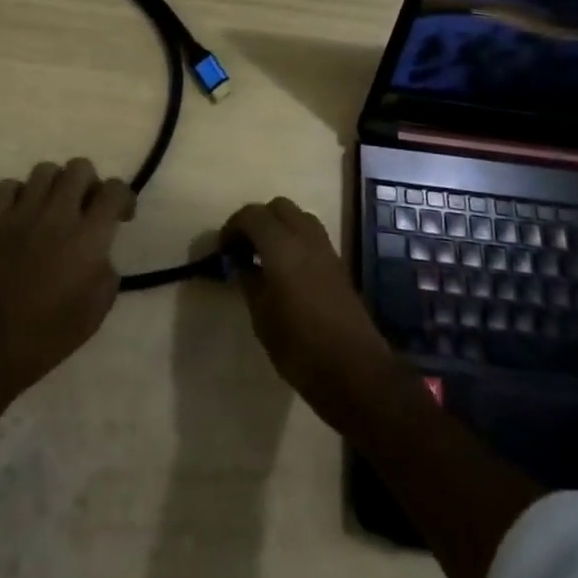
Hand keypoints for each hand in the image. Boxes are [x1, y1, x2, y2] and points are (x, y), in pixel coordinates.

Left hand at [0, 158, 135, 419]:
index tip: (122, 215)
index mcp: (88, 237)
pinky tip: (21, 214)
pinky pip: (8, 186)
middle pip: (79, 167)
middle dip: (89, 183)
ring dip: (55, 185)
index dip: (124, 196)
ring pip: (45, 170)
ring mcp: (21, 213)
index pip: (114, 190)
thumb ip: (106, 273)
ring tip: (53, 207)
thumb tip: (101, 254)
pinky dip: (18, 194)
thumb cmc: (45, 338)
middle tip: (86, 207)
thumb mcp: (95, 313)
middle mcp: (57, 214)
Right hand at [223, 197, 397, 426]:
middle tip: (243, 248)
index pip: (253, 215)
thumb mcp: (262, 317)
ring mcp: (326, 249)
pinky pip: (312, 236)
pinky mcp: (338, 265)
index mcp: (282, 247)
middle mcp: (306, 238)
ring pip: (299, 217)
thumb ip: (249, 281)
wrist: (354, 370)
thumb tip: (240, 263)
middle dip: (258, 220)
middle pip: (279, 207)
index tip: (223, 249)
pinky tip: (286, 270)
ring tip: (264, 257)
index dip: (233, 226)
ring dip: (279, 227)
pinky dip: (294, 240)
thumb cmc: (300, 347)